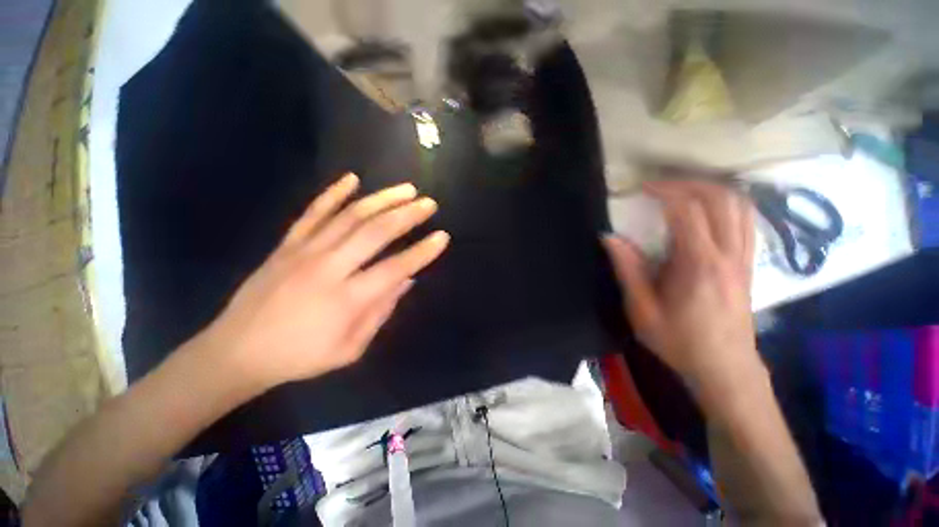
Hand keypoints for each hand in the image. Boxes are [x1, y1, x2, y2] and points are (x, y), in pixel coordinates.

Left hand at [200, 173, 448, 390]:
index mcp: (347, 300)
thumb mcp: (350, 349)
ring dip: (382, 199)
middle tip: (429, 204)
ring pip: (350, 216)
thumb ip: (381, 312)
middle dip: (407, 215)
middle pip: (375, 233)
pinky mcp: (287, 244)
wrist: (238, 351)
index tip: (442, 237)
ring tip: (406, 189)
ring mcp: (305, 251)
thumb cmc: (301, 357)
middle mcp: (328, 268)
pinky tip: (352, 178)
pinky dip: (334, 193)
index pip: (395, 268)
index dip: (422, 252)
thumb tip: (407, 280)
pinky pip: (313, 212)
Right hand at [603, 179, 761, 410]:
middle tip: (661, 186)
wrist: (725, 368)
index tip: (642, 188)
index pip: (689, 211)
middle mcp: (728, 254)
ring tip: (683, 191)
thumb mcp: (642, 309)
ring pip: (740, 206)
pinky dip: (727, 204)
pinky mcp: (749, 263)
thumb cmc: (680, 341)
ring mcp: (745, 258)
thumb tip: (610, 237)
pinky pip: (746, 220)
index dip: (666, 191)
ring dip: (711, 190)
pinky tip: (708, 210)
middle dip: (689, 184)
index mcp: (699, 265)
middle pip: (721, 199)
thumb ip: (628, 269)